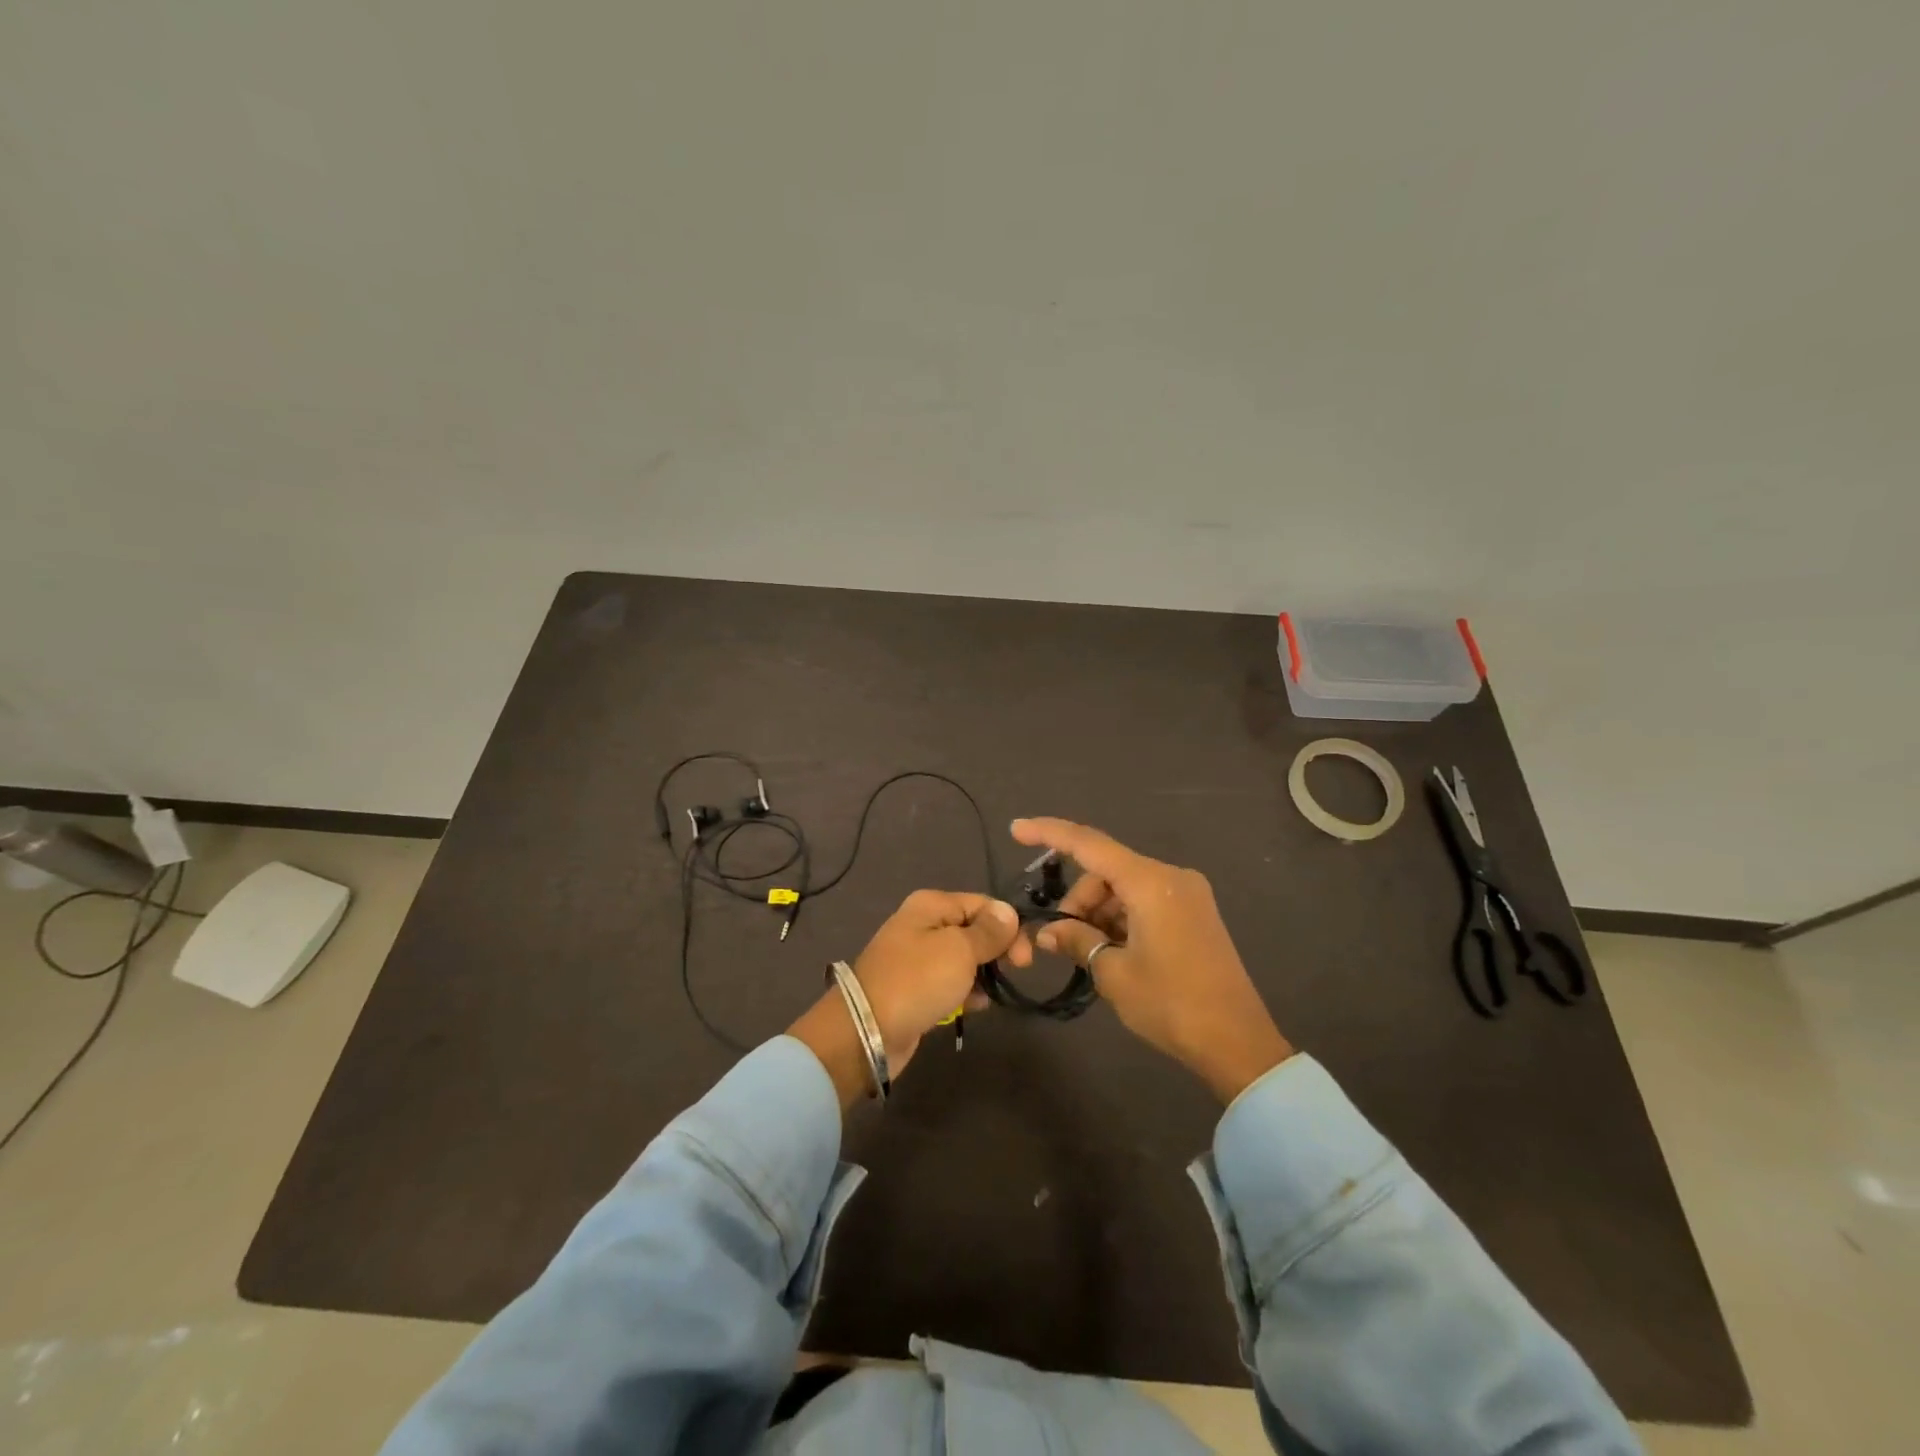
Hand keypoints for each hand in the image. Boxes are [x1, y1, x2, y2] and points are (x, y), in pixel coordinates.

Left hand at [789, 890, 1025, 1106]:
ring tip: (990, 992)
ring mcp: (918, 957)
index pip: (982, 904)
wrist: (867, 1030)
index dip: (1008, 925)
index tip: (1025, 957)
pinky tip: (974, 1006)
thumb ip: (988, 932)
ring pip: (964, 957)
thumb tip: (1009, 911)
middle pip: (974, 929)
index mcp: (931, 905)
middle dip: (997, 949)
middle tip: (1017, 971)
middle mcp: (923, 924)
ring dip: (983, 972)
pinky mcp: (916, 987)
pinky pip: (951, 981)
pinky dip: (965, 991)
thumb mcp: (959, 951)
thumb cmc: (917, 981)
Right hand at [1012, 818, 1292, 1102]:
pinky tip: (1112, 951)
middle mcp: (1171, 877)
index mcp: (1151, 883)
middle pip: (1107, 871)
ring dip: (1099, 912)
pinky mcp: (1195, 914)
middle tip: (1061, 940)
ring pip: (1125, 887)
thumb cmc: (1172, 1004)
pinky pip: (1145, 901)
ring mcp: (1187, 895)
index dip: (1050, 833)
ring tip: (1088, 953)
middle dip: (1078, 899)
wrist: (1238, 1043)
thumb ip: (1078, 940)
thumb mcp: (1114, 973)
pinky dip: (1121, 918)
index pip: (1089, 844)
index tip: (1017, 828)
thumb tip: (1049, 932)